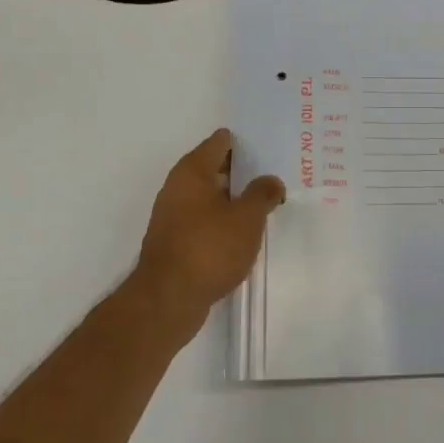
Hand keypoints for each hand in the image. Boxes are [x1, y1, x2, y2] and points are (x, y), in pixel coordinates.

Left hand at [132, 128, 284, 339]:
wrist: (167, 301)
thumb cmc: (208, 248)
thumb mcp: (247, 218)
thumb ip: (263, 194)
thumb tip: (271, 182)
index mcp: (192, 171)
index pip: (221, 142)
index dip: (246, 142)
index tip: (271, 147)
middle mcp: (178, 187)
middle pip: (215, 168)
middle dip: (244, 171)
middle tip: (275, 174)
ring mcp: (174, 216)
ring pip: (211, 196)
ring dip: (235, 199)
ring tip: (266, 204)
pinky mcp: (176, 242)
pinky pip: (205, 220)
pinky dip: (224, 221)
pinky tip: (245, 233)